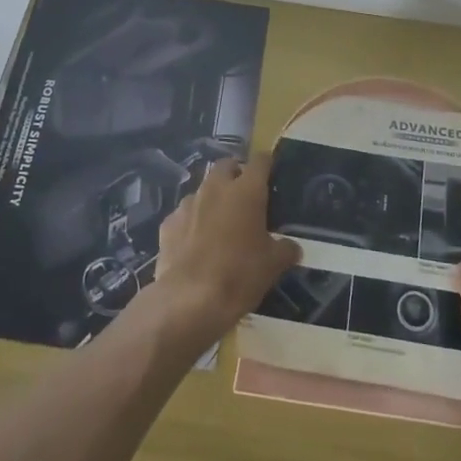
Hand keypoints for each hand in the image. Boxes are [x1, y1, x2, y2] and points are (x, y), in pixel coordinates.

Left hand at [149, 157, 301, 351]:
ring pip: (203, 189)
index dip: (267, 164)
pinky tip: (196, 242)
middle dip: (236, 174)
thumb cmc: (239, 275)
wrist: (189, 300)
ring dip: (213, 198)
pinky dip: (192, 221)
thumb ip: (285, 249)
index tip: (272, 173)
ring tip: (220, 222)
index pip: (260, 161)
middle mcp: (215, 188)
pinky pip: (184, 214)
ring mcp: (188, 204)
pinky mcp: (168, 223)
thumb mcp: (273, 265)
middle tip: (245, 196)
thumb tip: (292, 247)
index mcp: (246, 191)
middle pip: (226, 166)